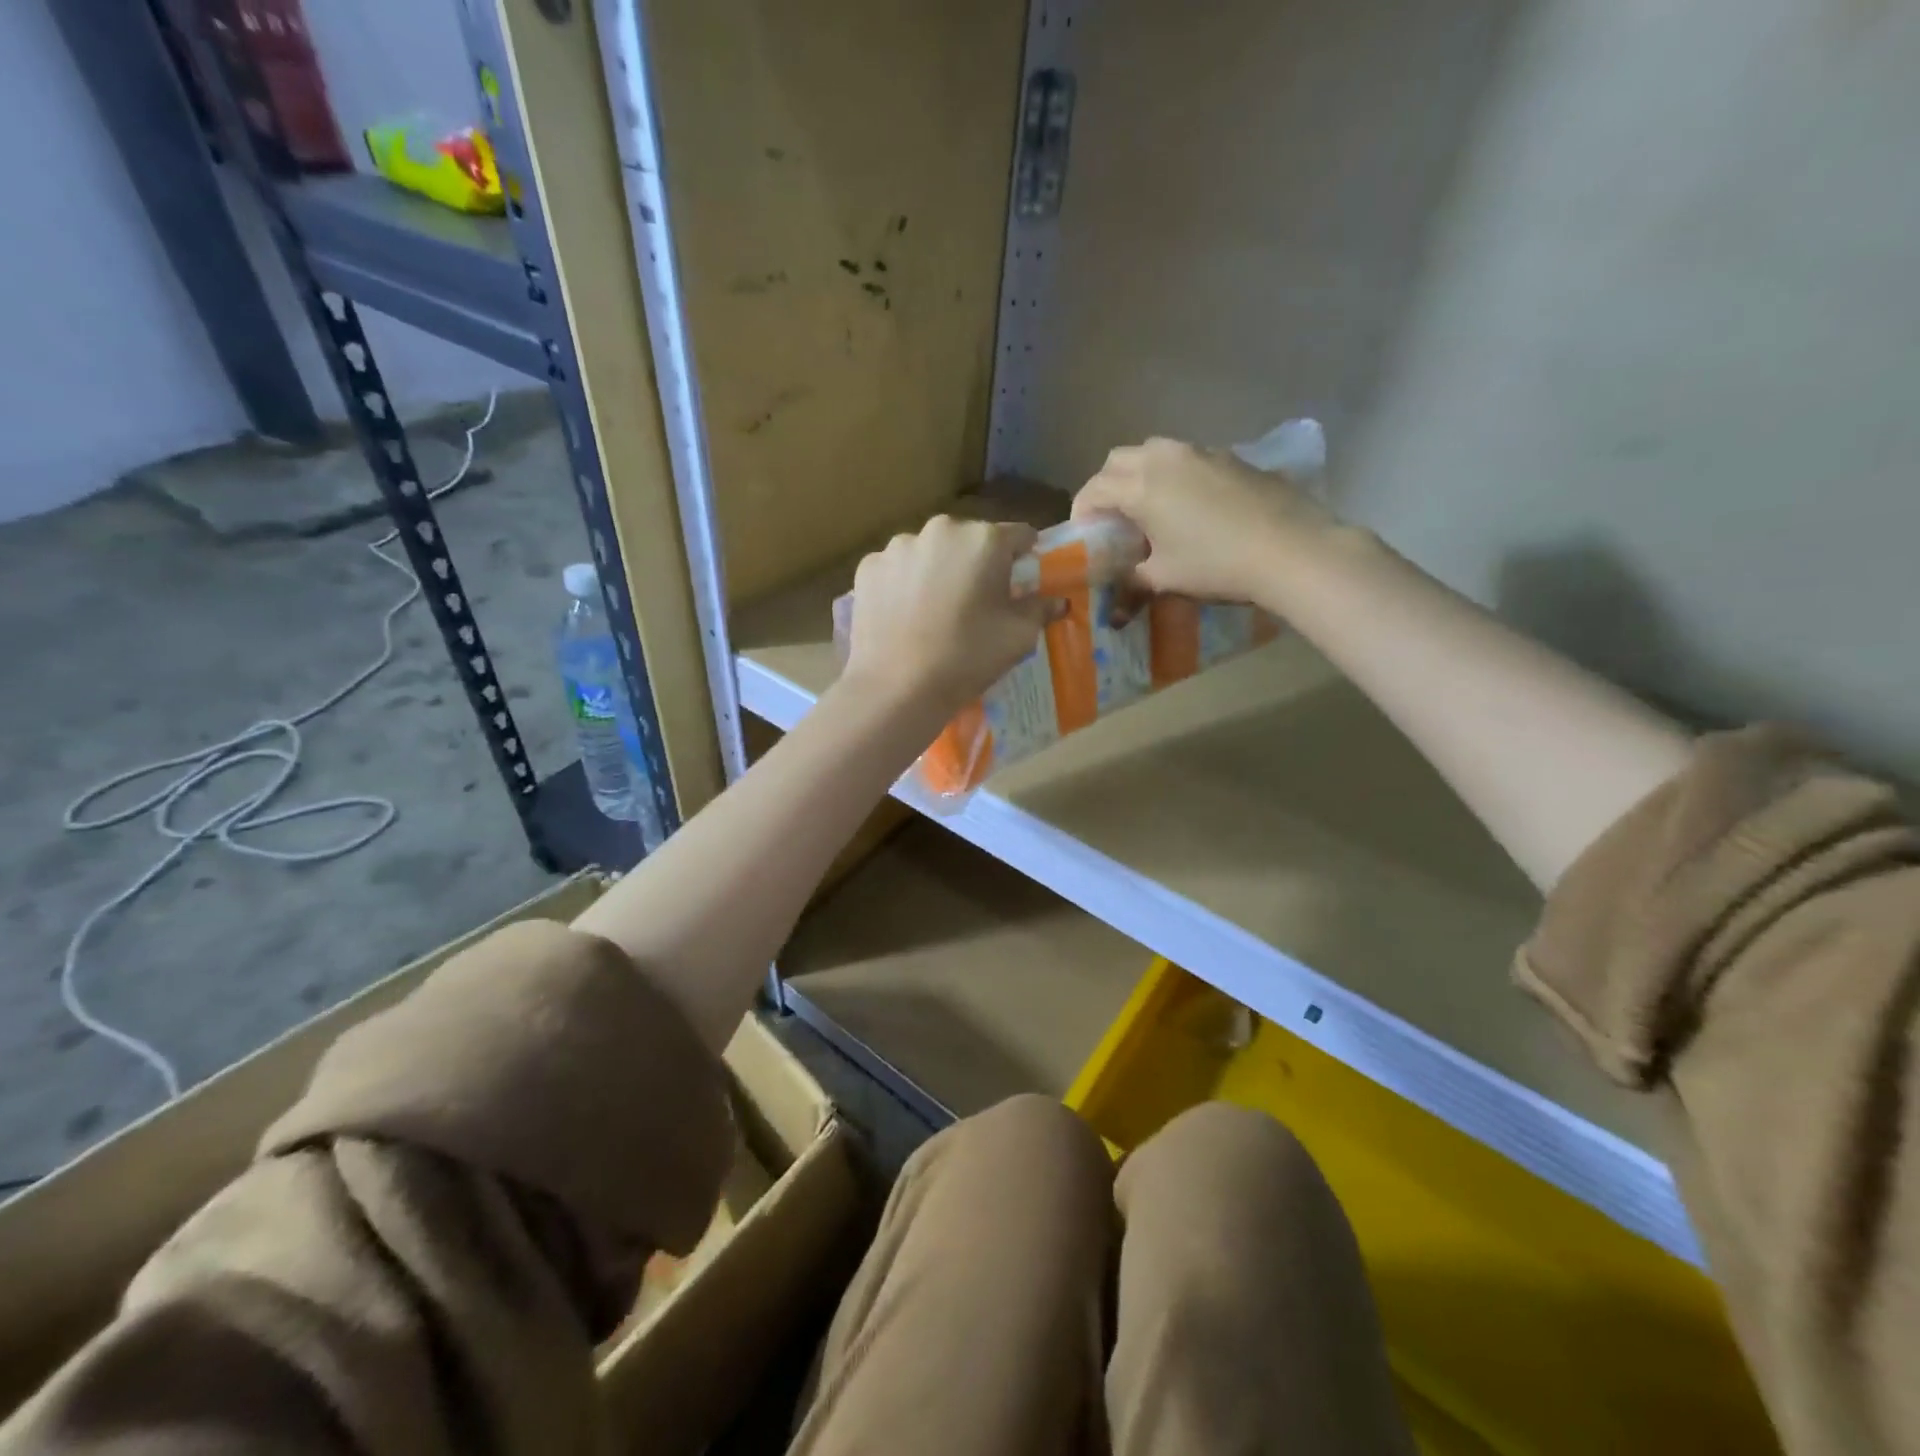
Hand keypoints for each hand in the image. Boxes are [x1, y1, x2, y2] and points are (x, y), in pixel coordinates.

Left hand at [841, 517, 1051, 720]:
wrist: (896, 687)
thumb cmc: (967, 658)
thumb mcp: (1018, 637)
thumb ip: (1040, 609)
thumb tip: (1056, 600)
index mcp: (984, 539)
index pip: (1019, 535)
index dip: (1024, 558)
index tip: (1020, 582)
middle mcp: (941, 529)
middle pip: (970, 540)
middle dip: (977, 564)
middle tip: (976, 603)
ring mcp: (898, 545)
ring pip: (930, 552)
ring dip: (938, 571)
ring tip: (935, 611)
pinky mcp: (868, 567)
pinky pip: (897, 568)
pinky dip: (904, 584)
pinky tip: (904, 616)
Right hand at [1072, 437, 1334, 605]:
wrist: (1291, 549)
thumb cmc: (1215, 565)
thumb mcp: (1164, 579)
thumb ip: (1131, 585)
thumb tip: (1115, 612)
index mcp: (1140, 485)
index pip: (1094, 489)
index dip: (1082, 512)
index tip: (1084, 536)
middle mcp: (1165, 457)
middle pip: (1118, 460)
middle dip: (1107, 486)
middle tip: (1112, 520)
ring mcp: (1202, 452)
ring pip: (1154, 452)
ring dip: (1140, 475)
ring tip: (1149, 510)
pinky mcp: (1231, 457)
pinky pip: (1187, 459)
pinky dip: (1174, 476)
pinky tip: (1190, 507)